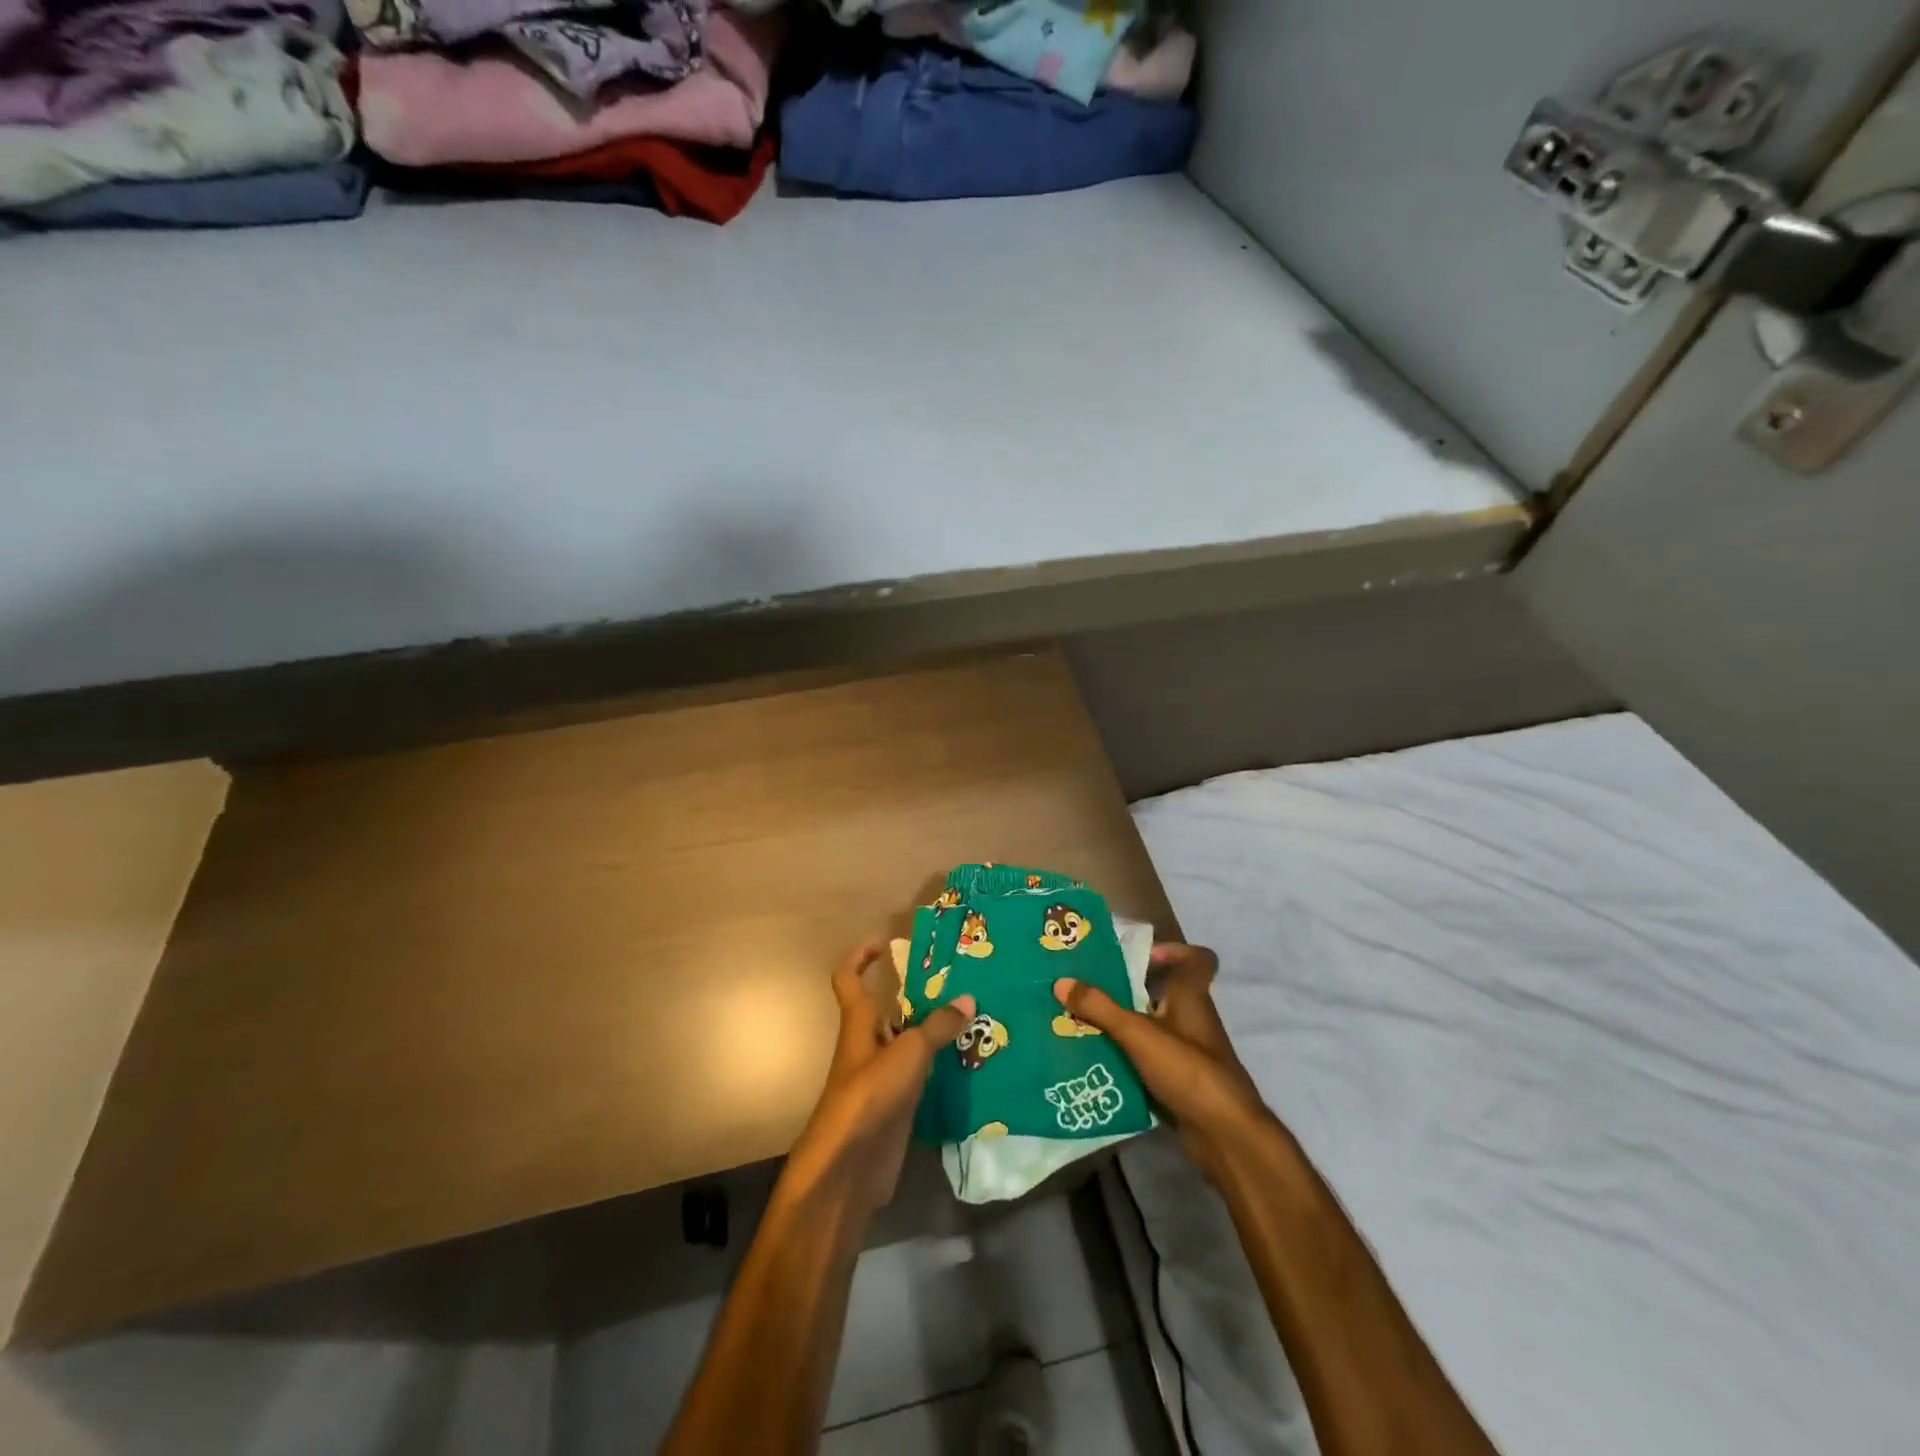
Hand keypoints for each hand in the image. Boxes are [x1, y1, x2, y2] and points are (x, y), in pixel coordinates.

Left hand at [785, 938, 975, 1216]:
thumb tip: (968, 998)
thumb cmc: (869, 1096)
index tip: (885, 940)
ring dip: (933, 1030)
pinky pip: (920, 1074)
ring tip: (973, 1015)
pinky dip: (940, 1065)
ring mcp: (881, 1077)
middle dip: (916, 994)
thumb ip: (938, 1027)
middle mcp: (868, 1045)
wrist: (849, 1167)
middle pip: (888, 1009)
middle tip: (956, 980)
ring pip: (907, 1042)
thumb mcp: (908, 1054)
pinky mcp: (895, 1105)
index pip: (849, 979)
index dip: (861, 956)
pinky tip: (969, 1060)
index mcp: (859, 1023)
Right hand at [1054, 942, 1273, 1184]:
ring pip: (1153, 1027)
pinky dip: (1128, 1057)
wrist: (1224, 1135)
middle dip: (1129, 990)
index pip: (1198, 960)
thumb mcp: (1137, 1033)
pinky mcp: (1181, 1081)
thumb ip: (1100, 1008)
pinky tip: (1098, 1061)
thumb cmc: (1187, 1069)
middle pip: (1164, 992)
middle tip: (1091, 988)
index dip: (1175, 951)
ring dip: (1124, 1025)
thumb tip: (1061, 981)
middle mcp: (1192, 1019)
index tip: (1141, 956)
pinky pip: (1150, 1059)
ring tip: (1083, 1022)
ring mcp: (1189, 1052)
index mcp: (1190, 996)